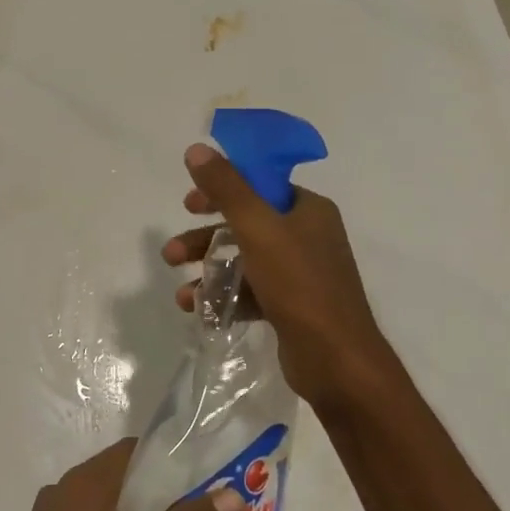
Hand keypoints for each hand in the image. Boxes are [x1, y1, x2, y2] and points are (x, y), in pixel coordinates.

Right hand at [162, 143, 395, 408]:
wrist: (337, 362)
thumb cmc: (299, 285)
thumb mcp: (257, 228)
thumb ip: (226, 188)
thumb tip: (197, 148)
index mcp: (308, 210)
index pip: (259, 186)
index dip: (221, 190)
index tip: (189, 204)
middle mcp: (308, 237)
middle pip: (245, 225)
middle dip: (204, 240)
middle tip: (172, 252)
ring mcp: (301, 275)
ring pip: (243, 262)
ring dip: (208, 273)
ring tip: (181, 294)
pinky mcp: (292, 308)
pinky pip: (250, 293)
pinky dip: (224, 299)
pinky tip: (199, 312)